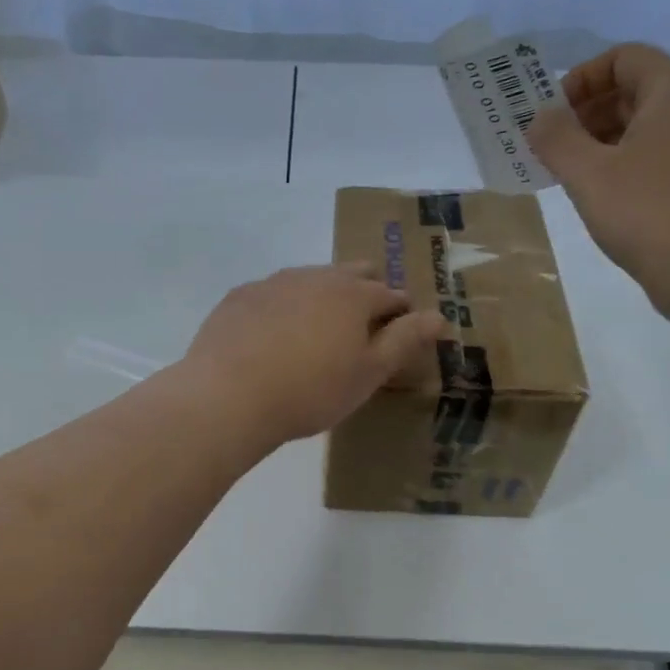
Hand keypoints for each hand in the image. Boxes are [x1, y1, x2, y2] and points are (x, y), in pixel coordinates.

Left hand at [181, 265, 446, 444]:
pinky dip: (283, 307)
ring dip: (322, 296)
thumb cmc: (310, 391)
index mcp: (354, 295)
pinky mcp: (239, 296)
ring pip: (310, 279)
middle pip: (352, 274)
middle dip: (365, 292)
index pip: (391, 295)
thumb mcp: (367, 374)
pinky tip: (273, 334)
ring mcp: (273, 282)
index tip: (400, 333)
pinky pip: (272, 293)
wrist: (228, 396)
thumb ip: (404, 341)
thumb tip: (440, 316)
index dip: (401, 313)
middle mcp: (316, 277)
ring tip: (317, 330)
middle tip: (361, 327)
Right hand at [529, 43, 669, 319]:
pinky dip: (618, 164)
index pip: (624, 58)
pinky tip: (594, 195)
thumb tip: (539, 118)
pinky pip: (650, 156)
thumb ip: (556, 139)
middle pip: (631, 90)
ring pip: (639, 127)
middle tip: (548, 146)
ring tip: (564, 173)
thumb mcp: (589, 173)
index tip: (552, 113)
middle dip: (584, 112)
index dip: (582, 77)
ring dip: (597, 141)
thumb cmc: (649, 211)